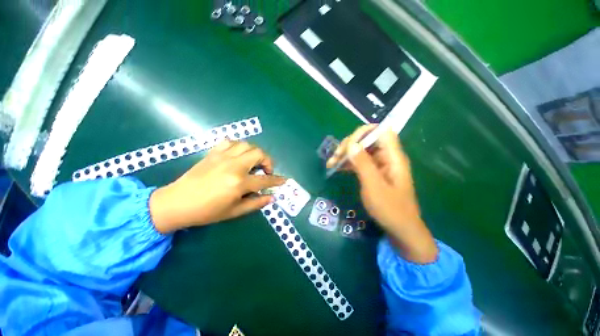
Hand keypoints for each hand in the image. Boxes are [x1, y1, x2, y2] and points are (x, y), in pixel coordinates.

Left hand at [149, 140, 285, 232]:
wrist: (176, 203)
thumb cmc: (206, 211)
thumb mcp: (234, 212)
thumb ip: (256, 203)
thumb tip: (271, 197)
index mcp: (239, 183)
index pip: (265, 180)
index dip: (277, 180)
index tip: (284, 180)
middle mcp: (233, 166)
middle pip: (259, 154)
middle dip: (268, 161)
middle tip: (265, 171)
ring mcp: (222, 157)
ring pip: (246, 145)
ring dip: (254, 153)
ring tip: (253, 162)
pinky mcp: (213, 153)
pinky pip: (230, 142)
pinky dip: (239, 147)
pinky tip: (238, 155)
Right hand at [326, 125, 437, 263]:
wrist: (400, 228)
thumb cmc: (390, 209)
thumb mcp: (374, 186)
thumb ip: (363, 164)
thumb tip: (351, 144)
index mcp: (393, 157)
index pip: (381, 131)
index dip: (364, 132)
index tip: (348, 144)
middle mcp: (386, 157)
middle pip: (367, 140)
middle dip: (350, 145)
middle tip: (336, 157)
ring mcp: (379, 165)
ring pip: (361, 150)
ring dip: (345, 154)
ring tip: (331, 163)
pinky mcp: (373, 172)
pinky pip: (359, 161)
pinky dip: (348, 162)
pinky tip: (337, 167)